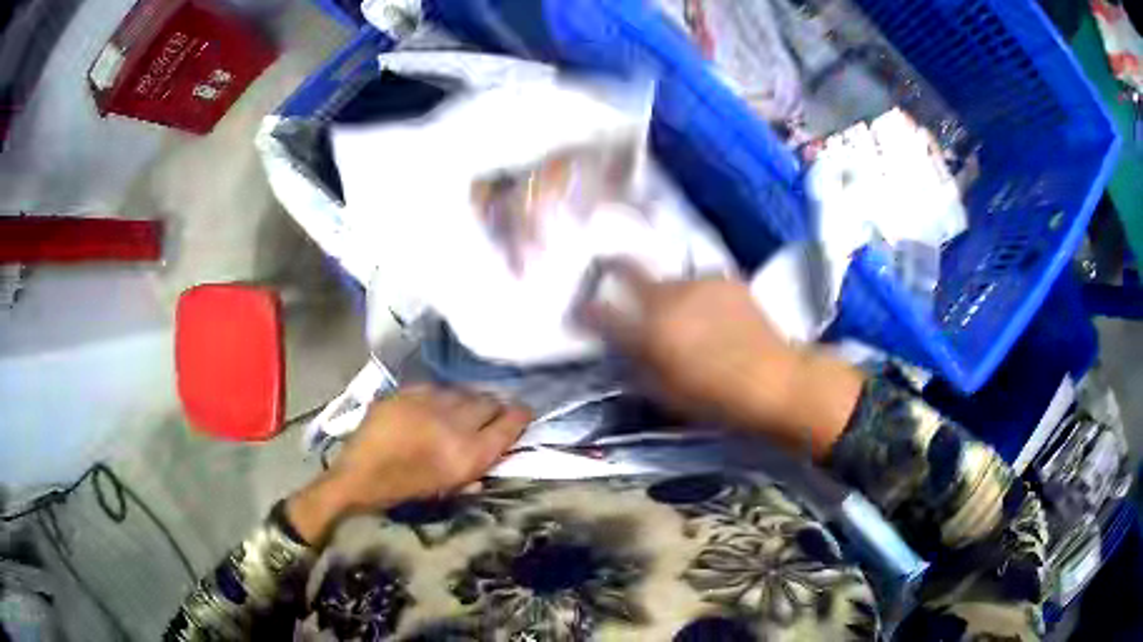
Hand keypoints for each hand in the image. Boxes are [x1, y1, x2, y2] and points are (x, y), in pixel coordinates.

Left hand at [287, 385, 531, 543]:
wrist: (358, 477)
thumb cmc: (405, 492)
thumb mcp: (447, 488)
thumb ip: (475, 470)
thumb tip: (495, 453)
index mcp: (466, 455)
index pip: (507, 426)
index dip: (520, 417)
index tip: (523, 413)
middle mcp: (452, 424)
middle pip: (488, 402)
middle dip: (494, 407)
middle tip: (491, 413)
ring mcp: (427, 403)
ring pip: (462, 391)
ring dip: (467, 400)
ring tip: (461, 409)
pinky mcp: (405, 392)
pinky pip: (435, 387)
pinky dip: (441, 396)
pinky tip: (434, 405)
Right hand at [578, 258, 862, 458]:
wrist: (774, 381)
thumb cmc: (715, 400)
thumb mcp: (662, 392)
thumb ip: (634, 364)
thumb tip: (619, 346)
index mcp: (646, 330)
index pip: (599, 311)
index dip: (584, 309)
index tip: (580, 310)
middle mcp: (666, 297)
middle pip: (628, 269)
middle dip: (612, 269)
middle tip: (607, 269)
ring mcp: (697, 283)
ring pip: (667, 279)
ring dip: (664, 291)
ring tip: (679, 310)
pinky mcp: (725, 279)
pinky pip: (699, 283)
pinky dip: (696, 295)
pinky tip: (710, 312)